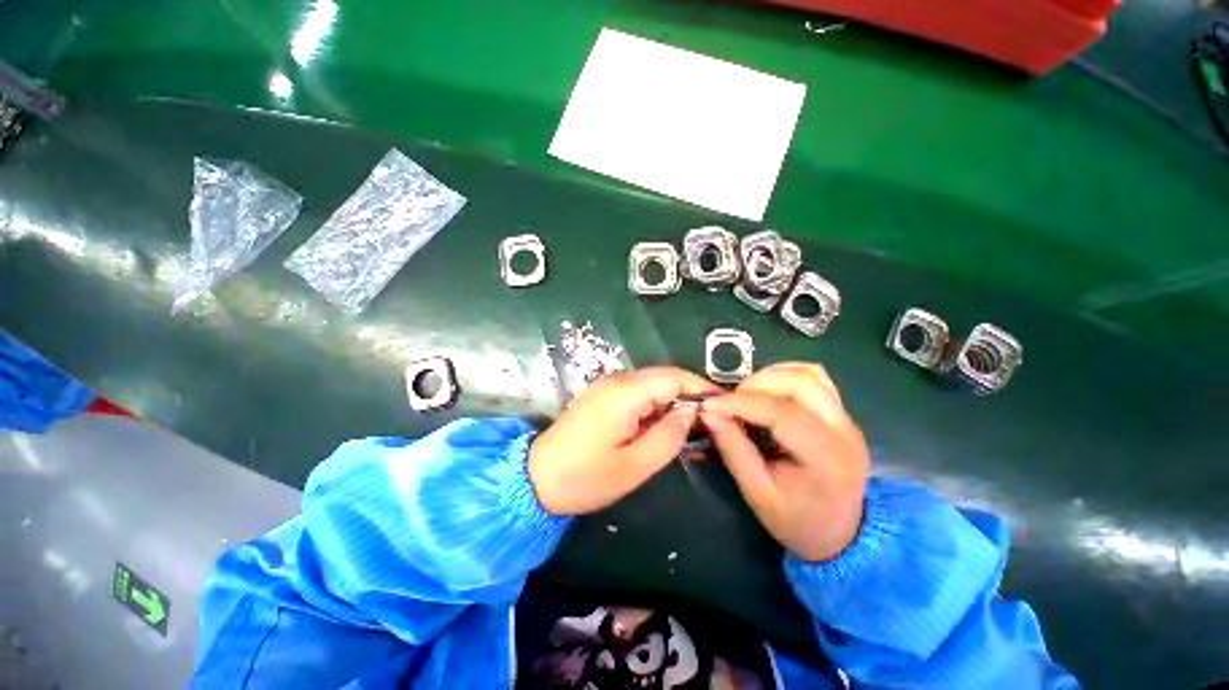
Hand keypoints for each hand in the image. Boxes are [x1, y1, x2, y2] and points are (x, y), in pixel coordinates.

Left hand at [529, 367, 719, 515]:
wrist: (535, 478)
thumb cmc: (585, 478)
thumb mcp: (634, 466)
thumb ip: (668, 436)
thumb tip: (691, 412)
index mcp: (624, 394)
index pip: (672, 377)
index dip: (700, 386)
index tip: (722, 403)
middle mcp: (615, 381)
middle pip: (662, 377)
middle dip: (688, 394)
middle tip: (709, 420)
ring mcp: (605, 386)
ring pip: (650, 385)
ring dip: (671, 401)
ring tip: (690, 427)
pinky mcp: (600, 396)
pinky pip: (635, 393)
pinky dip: (654, 406)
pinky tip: (661, 426)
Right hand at [701, 363, 869, 561]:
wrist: (843, 534)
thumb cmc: (797, 520)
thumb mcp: (758, 494)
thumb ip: (734, 451)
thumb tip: (709, 414)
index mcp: (826, 458)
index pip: (782, 413)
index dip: (741, 404)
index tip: (710, 405)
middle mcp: (844, 431)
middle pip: (800, 383)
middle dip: (756, 385)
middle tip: (731, 402)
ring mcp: (847, 419)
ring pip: (809, 374)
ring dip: (771, 376)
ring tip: (747, 396)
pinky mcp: (842, 414)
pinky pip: (815, 378)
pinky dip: (786, 375)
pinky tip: (767, 390)